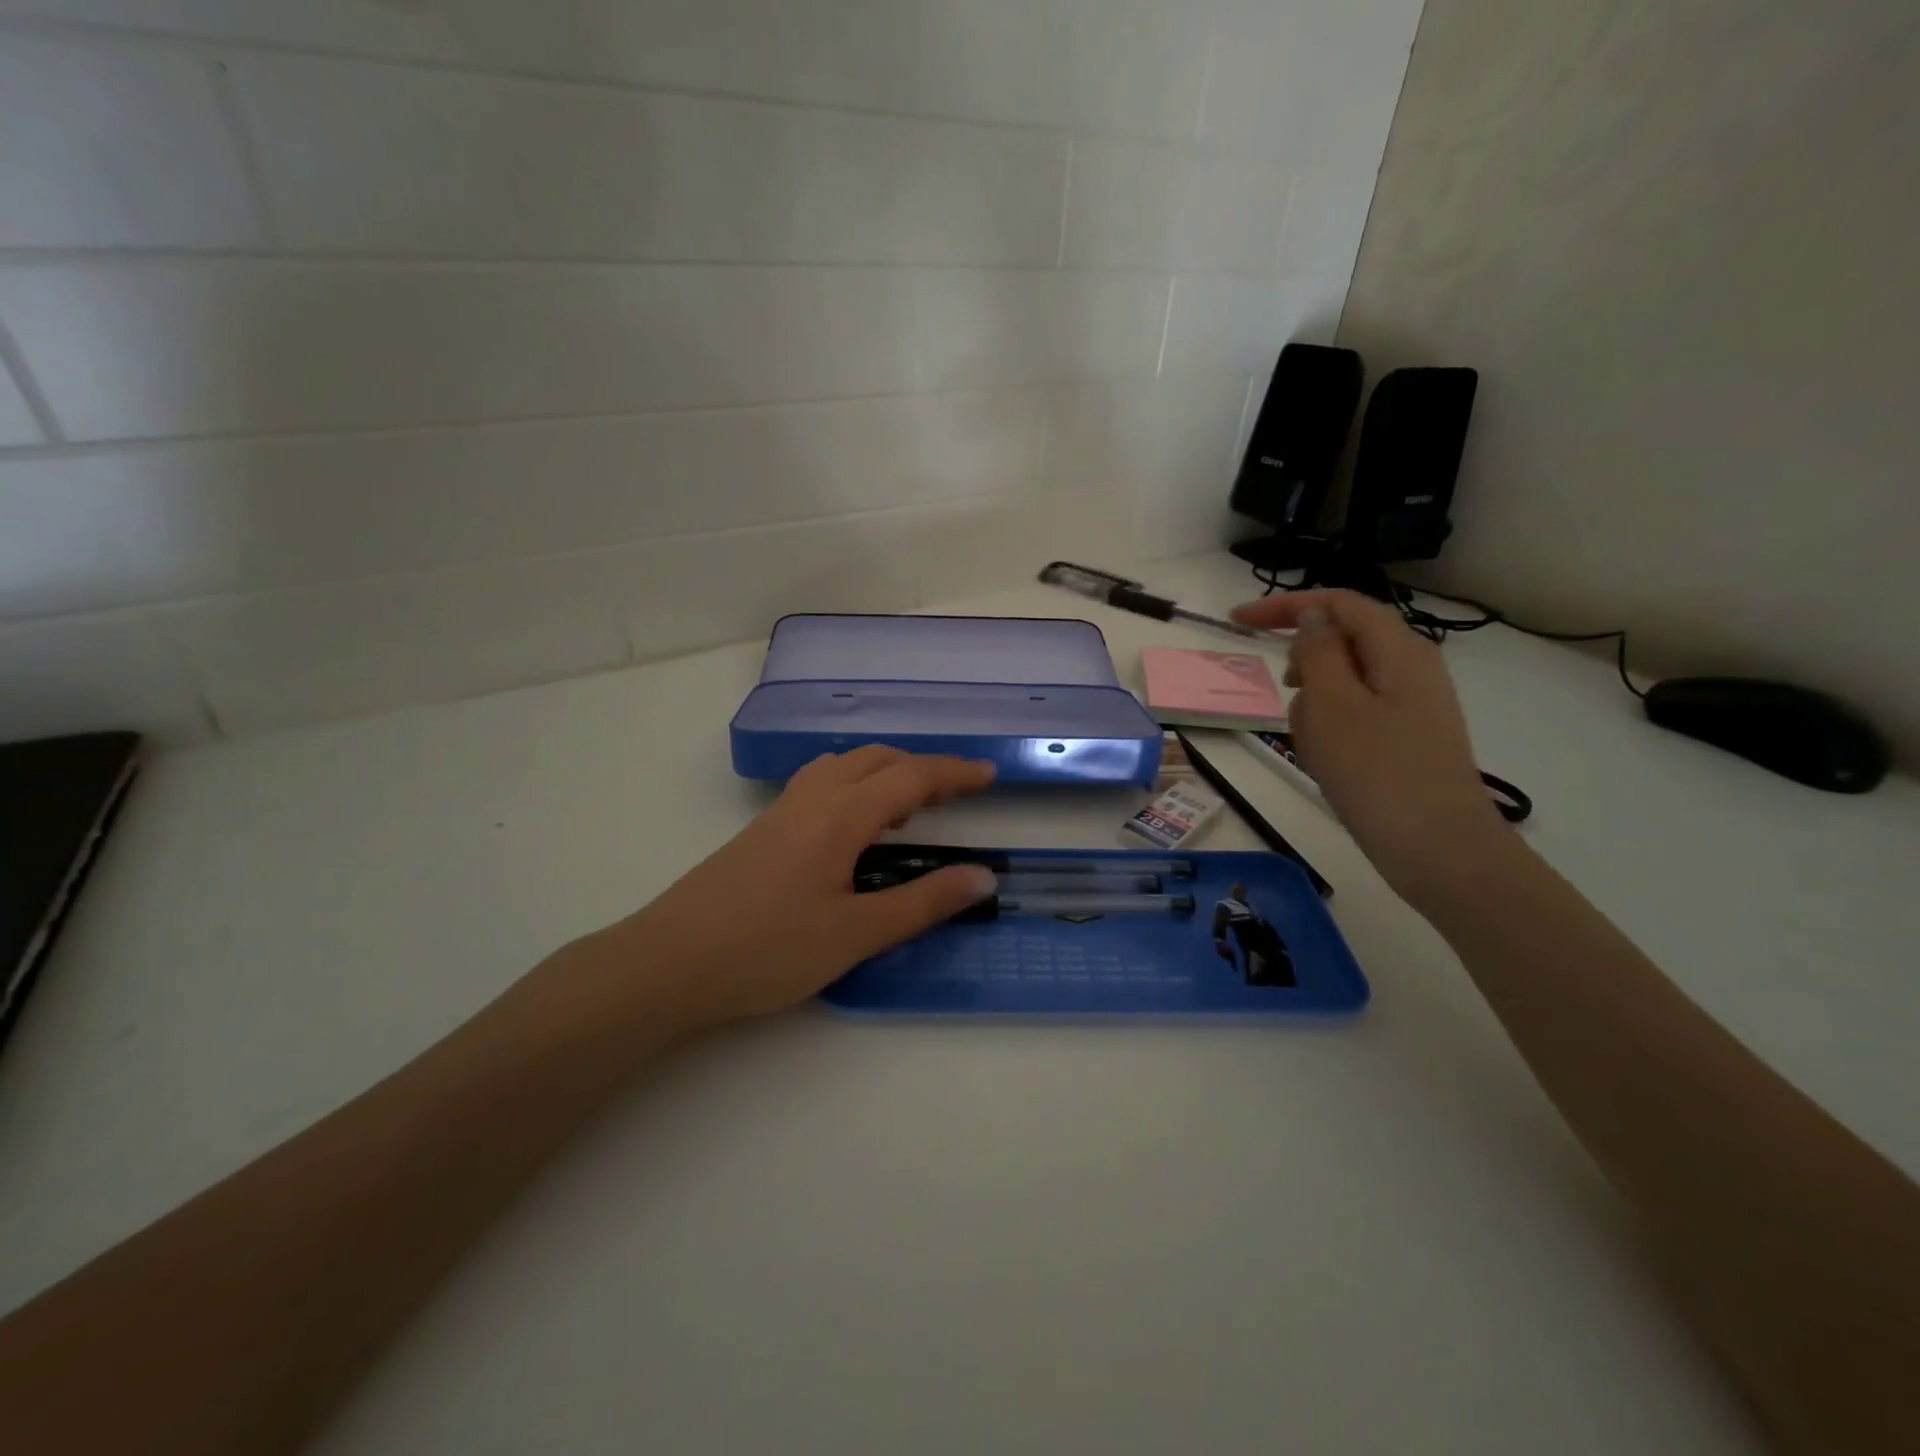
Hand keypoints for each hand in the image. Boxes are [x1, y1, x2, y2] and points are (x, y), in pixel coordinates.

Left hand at [569, 748, 996, 1035]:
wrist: (669, 963)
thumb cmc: (768, 950)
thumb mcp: (856, 934)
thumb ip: (922, 903)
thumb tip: (981, 877)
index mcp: (841, 814)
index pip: (911, 777)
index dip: (955, 773)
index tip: (990, 776)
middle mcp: (812, 798)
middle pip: (876, 758)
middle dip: (922, 767)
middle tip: (954, 795)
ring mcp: (781, 811)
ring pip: (844, 765)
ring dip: (884, 772)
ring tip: (907, 808)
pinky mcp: (762, 829)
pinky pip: (821, 783)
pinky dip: (855, 785)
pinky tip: (853, 826)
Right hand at [1231, 589, 1505, 908]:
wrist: (1439, 849)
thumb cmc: (1375, 771)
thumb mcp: (1331, 704)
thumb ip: (1318, 650)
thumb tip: (1313, 615)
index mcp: (1398, 648)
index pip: (1337, 603)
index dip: (1285, 605)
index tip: (1237, 623)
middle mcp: (1411, 666)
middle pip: (1342, 640)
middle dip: (1303, 662)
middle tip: (1282, 692)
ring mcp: (1413, 704)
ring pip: (1345, 682)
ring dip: (1314, 703)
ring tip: (1309, 744)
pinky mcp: (1407, 737)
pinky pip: (1356, 714)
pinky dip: (1331, 727)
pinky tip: (1326, 762)